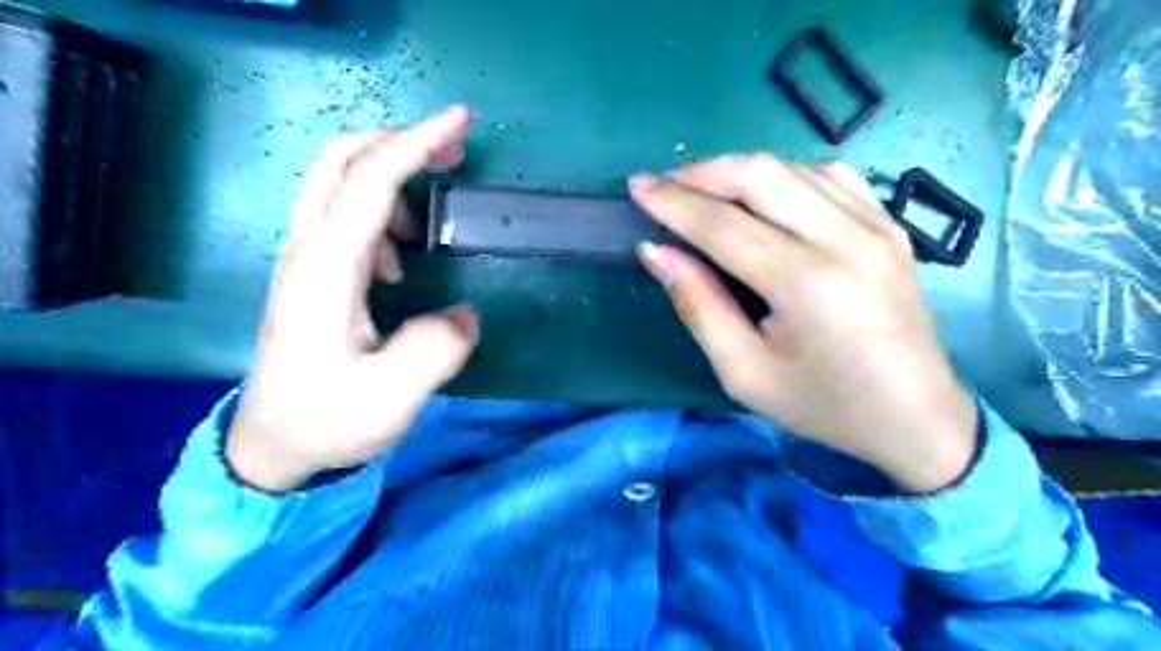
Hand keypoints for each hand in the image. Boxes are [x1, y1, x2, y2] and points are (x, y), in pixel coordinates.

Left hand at [228, 107, 479, 491]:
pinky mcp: (312, 275)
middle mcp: (308, 250)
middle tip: (450, 151)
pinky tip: (398, 258)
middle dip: (398, 140)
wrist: (273, 447)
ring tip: (430, 217)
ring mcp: (305, 260)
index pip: (370, 181)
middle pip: (339, 160)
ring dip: (389, 177)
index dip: (416, 143)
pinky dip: (379, 213)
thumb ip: (436, 349)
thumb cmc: (328, 421)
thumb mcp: (390, 397)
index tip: (461, 122)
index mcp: (326, 269)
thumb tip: (467, 313)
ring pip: (338, 183)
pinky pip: (343, 217)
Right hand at [630, 156, 972, 492]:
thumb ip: (698, 305)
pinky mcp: (889, 225)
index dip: (672, 201)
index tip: (635, 186)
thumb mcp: (744, 372)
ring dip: (740, 171)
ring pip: (793, 166)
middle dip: (702, 172)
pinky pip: (830, 175)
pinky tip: (766, 196)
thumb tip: (655, 252)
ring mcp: (876, 225)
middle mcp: (845, 239)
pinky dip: (785, 174)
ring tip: (705, 192)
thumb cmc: (822, 405)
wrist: (915, 417)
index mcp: (806, 285)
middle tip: (665, 186)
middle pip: (760, 174)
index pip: (722, 224)